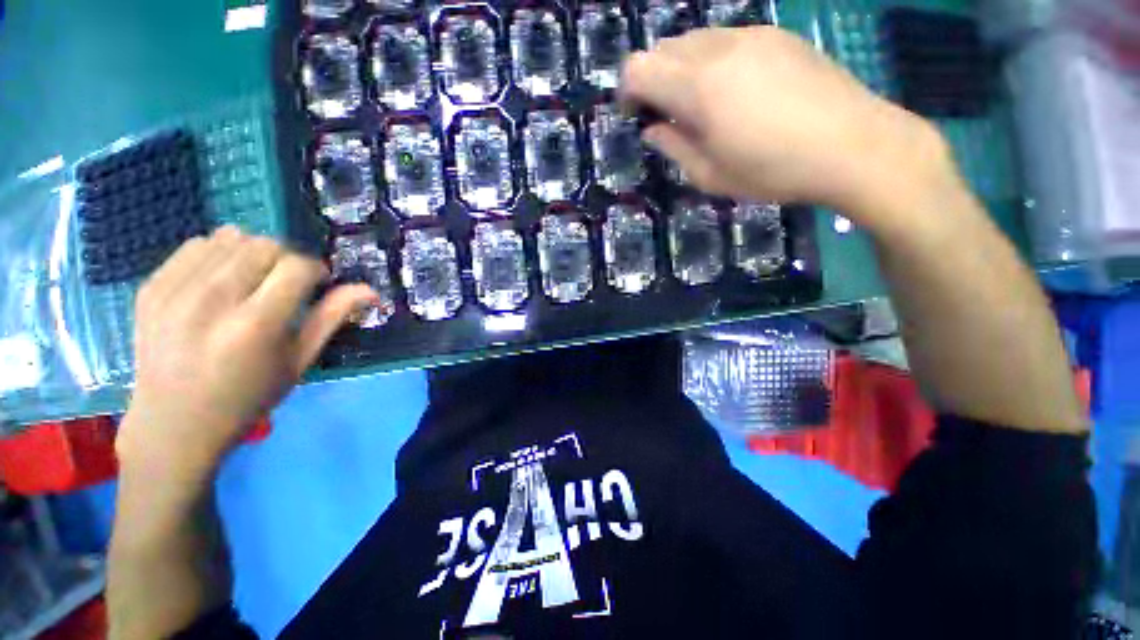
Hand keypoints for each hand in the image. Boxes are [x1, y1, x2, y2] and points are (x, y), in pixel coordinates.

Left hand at [116, 227, 377, 477]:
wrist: (173, 424)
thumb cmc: (248, 397)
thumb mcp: (299, 361)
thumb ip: (332, 317)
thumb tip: (370, 289)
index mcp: (255, 325)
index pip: (297, 266)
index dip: (315, 270)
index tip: (317, 284)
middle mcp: (212, 301)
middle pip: (264, 245)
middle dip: (286, 259)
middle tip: (286, 283)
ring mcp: (175, 292)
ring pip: (230, 237)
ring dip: (253, 253)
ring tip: (253, 280)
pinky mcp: (151, 288)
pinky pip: (196, 245)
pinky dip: (218, 253)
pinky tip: (220, 279)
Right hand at [620, 27, 949, 227]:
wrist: (854, 145)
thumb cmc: (773, 171)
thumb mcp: (710, 175)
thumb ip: (674, 147)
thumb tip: (653, 128)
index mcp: (698, 88)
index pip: (638, 68)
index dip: (627, 91)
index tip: (635, 116)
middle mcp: (719, 48)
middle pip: (663, 48)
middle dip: (653, 79)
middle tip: (666, 115)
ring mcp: (751, 35)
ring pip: (693, 40)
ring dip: (682, 70)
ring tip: (700, 106)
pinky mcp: (776, 35)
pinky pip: (725, 39)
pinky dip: (711, 61)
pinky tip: (733, 92)